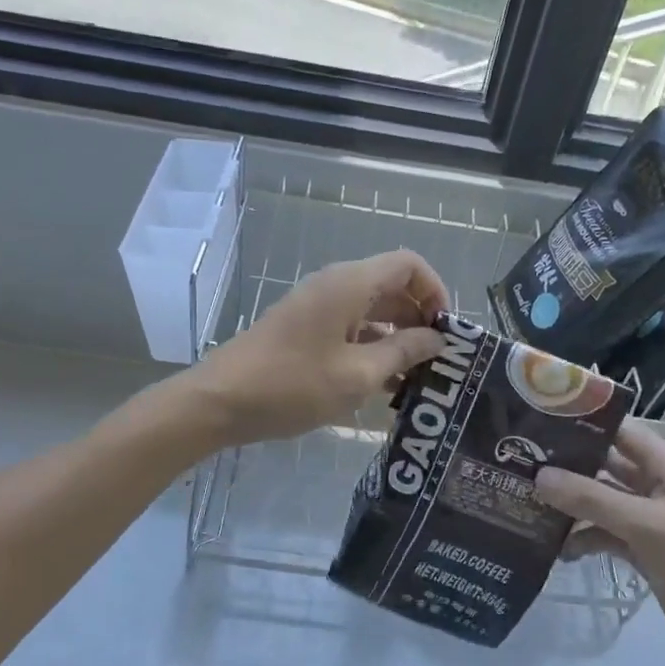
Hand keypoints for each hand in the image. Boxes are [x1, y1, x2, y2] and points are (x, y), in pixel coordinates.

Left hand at [185, 250, 448, 447]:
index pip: (409, 264)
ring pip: (372, 310)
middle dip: (420, 319)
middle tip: (436, 361)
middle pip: (392, 286)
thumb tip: (437, 339)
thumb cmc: (292, 385)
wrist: (219, 401)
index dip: (436, 291)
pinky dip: (372, 347)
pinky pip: (350, 327)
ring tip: (414, 379)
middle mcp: (335, 285)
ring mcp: (317, 306)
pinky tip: (381, 385)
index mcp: (350, 284)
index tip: (445, 331)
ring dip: (397, 337)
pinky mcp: (304, 328)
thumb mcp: (358, 375)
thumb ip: (403, 352)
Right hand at [535, 420, 664, 665]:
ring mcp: (647, 520)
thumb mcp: (645, 526)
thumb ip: (592, 499)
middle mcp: (655, 487)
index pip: (622, 431)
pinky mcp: (640, 550)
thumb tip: (540, 476)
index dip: (585, 422)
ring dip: (570, 504)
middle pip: (605, 465)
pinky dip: (582, 538)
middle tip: (520, 461)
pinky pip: (602, 533)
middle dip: (567, 464)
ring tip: (527, 502)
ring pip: (600, 501)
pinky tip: (555, 549)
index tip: (540, 420)